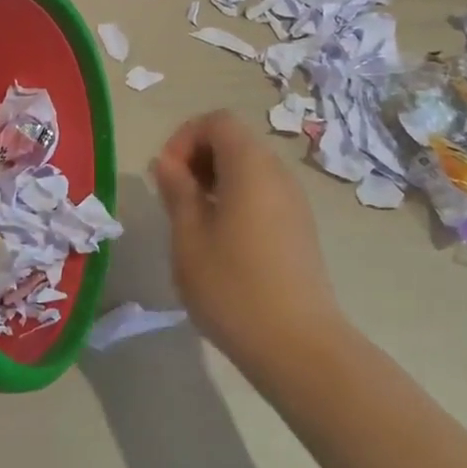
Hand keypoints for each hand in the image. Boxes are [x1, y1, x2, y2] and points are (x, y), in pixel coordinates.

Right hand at [150, 111, 345, 374]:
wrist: (298, 346)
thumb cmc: (233, 285)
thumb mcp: (189, 236)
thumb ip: (177, 190)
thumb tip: (168, 163)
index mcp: (250, 166)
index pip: (217, 121)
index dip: (185, 138)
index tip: (166, 175)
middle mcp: (277, 173)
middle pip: (234, 141)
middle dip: (198, 158)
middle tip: (174, 197)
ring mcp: (294, 201)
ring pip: (248, 169)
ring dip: (215, 181)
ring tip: (193, 221)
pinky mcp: (300, 228)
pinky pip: (262, 194)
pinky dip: (236, 200)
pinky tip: (221, 241)